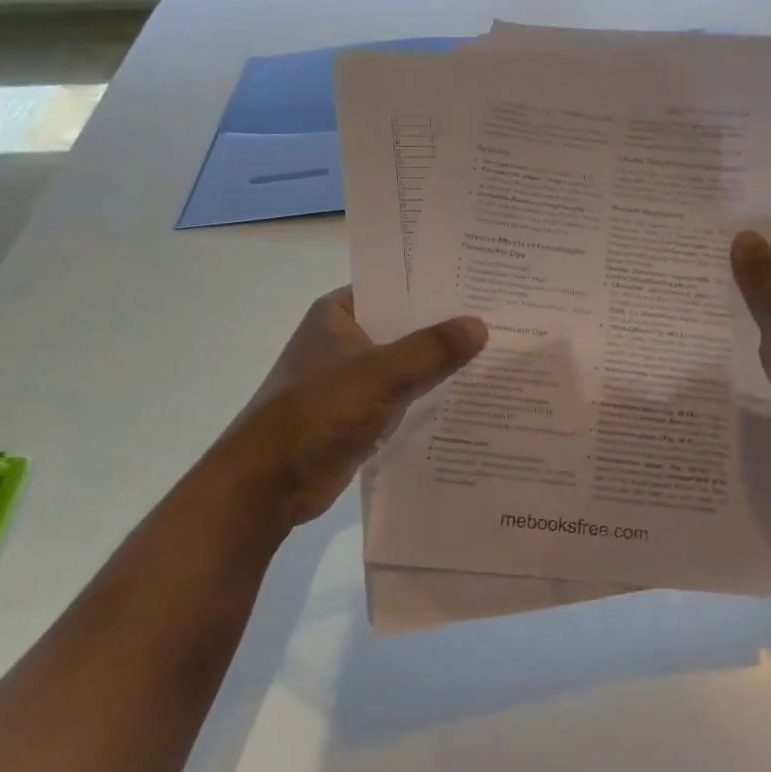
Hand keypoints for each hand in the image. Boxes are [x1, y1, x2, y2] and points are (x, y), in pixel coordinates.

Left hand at [192, 288, 486, 527]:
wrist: (268, 485)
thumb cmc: (317, 413)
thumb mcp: (379, 374)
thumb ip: (431, 349)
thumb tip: (480, 325)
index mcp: (339, 314)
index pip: (396, 287)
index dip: (437, 286)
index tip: (483, 286)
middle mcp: (345, 340)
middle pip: (406, 327)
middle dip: (448, 329)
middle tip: (502, 322)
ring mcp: (352, 380)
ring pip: (408, 365)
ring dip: (442, 367)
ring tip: (497, 357)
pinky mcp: (360, 416)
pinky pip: (404, 398)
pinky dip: (430, 399)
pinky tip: (471, 399)